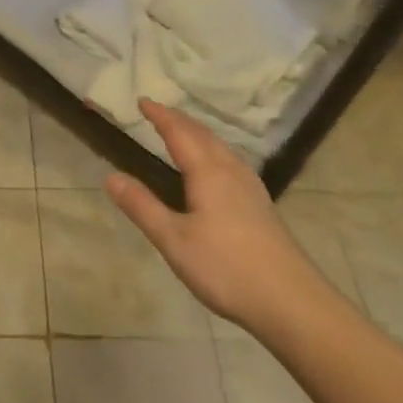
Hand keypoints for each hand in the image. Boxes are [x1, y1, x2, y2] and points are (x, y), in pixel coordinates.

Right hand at [105, 98, 322, 335]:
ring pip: (222, 148)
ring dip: (199, 134)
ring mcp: (251, 189)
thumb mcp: (173, 239)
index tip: (142, 100)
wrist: (292, 302)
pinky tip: (218, 168)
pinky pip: (232, 163)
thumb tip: (110, 176)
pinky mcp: (261, 206)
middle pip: (204, 136)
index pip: (180, 133)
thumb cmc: (226, 268)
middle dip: (179, 120)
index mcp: (209, 173)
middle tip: (158, 111)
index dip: (160, 116)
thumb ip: (142, 206)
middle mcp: (232, 172)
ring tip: (183, 132)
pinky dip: (214, 151)